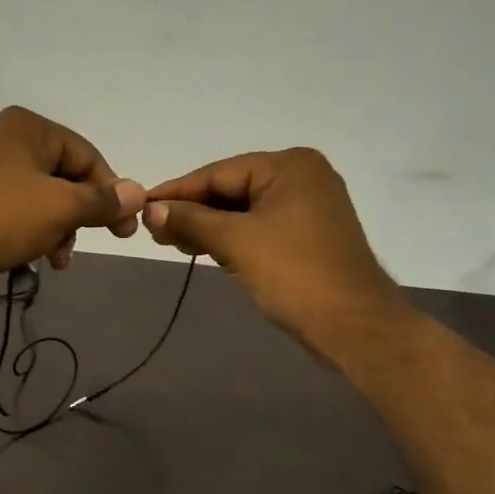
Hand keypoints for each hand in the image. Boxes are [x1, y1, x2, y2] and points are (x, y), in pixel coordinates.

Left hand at [0, 107, 145, 304]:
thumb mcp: (60, 208)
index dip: (111, 193)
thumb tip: (138, 192)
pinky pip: (17, 212)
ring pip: (42, 199)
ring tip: (57, 259)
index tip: (124, 231)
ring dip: (58, 230)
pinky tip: (35, 260)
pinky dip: (32, 233)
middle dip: (80, 215)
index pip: (87, 156)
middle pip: (65, 178)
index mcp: (28, 128)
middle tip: (87, 244)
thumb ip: (102, 200)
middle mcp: (7, 140)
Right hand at [142, 148, 401, 362]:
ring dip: (208, 226)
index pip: (219, 173)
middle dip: (192, 210)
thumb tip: (150, 209)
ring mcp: (308, 207)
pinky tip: (201, 248)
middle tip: (151, 229)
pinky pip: (259, 227)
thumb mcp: (236, 243)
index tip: (140, 206)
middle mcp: (302, 177)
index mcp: (290, 166)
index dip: (177, 192)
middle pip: (231, 188)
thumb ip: (191, 221)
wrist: (354, 327)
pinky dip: (230, 237)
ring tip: (168, 240)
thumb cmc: (295, 275)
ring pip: (243, 210)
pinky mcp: (308, 235)